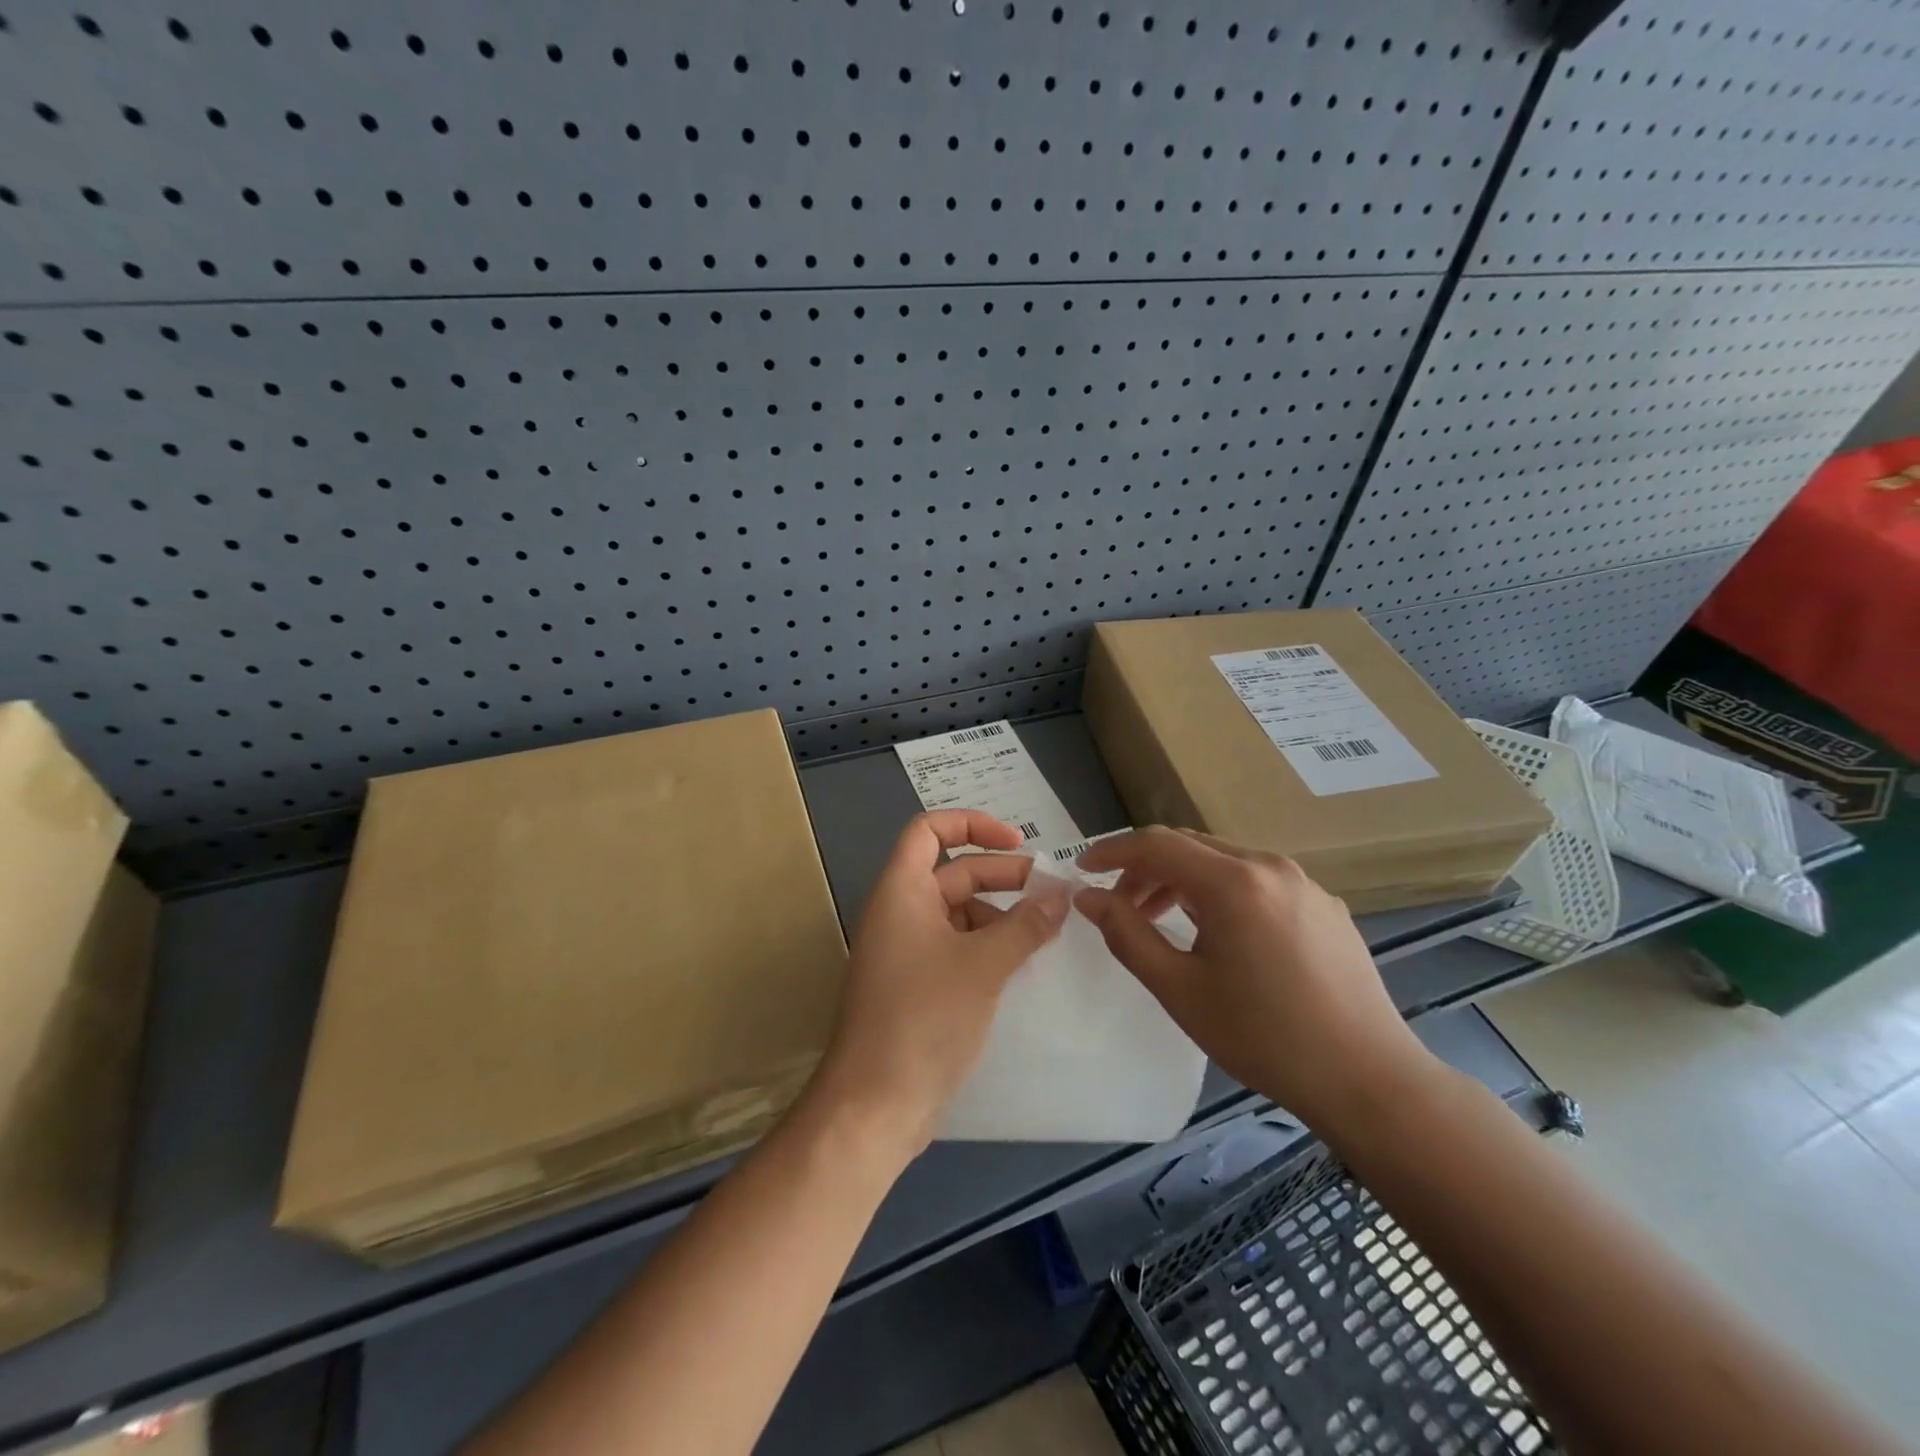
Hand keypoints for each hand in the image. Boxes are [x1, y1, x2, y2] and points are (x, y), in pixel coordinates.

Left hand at [810, 811, 1069, 1158]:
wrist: (875, 1104)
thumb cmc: (924, 1018)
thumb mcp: (983, 965)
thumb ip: (1025, 925)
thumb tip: (1061, 895)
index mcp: (902, 891)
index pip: (929, 830)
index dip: (973, 824)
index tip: (1018, 843)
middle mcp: (900, 912)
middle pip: (953, 872)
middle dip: (1002, 876)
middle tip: (1051, 893)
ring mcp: (908, 951)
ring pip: (959, 913)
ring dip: (1001, 915)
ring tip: (1044, 933)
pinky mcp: (918, 985)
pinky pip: (958, 947)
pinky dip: (990, 946)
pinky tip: (1022, 964)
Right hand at [1074, 827, 1433, 1130]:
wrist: (1368, 1080)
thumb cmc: (1264, 1038)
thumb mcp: (1180, 990)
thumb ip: (1126, 935)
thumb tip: (1087, 898)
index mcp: (1234, 882)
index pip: (1157, 845)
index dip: (1112, 852)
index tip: (1082, 869)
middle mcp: (1270, 866)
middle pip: (1190, 846)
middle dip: (1145, 868)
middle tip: (1118, 906)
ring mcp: (1303, 883)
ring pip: (1223, 861)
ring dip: (1181, 880)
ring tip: (1160, 920)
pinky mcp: (1323, 904)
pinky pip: (1257, 880)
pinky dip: (1220, 892)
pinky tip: (1218, 934)